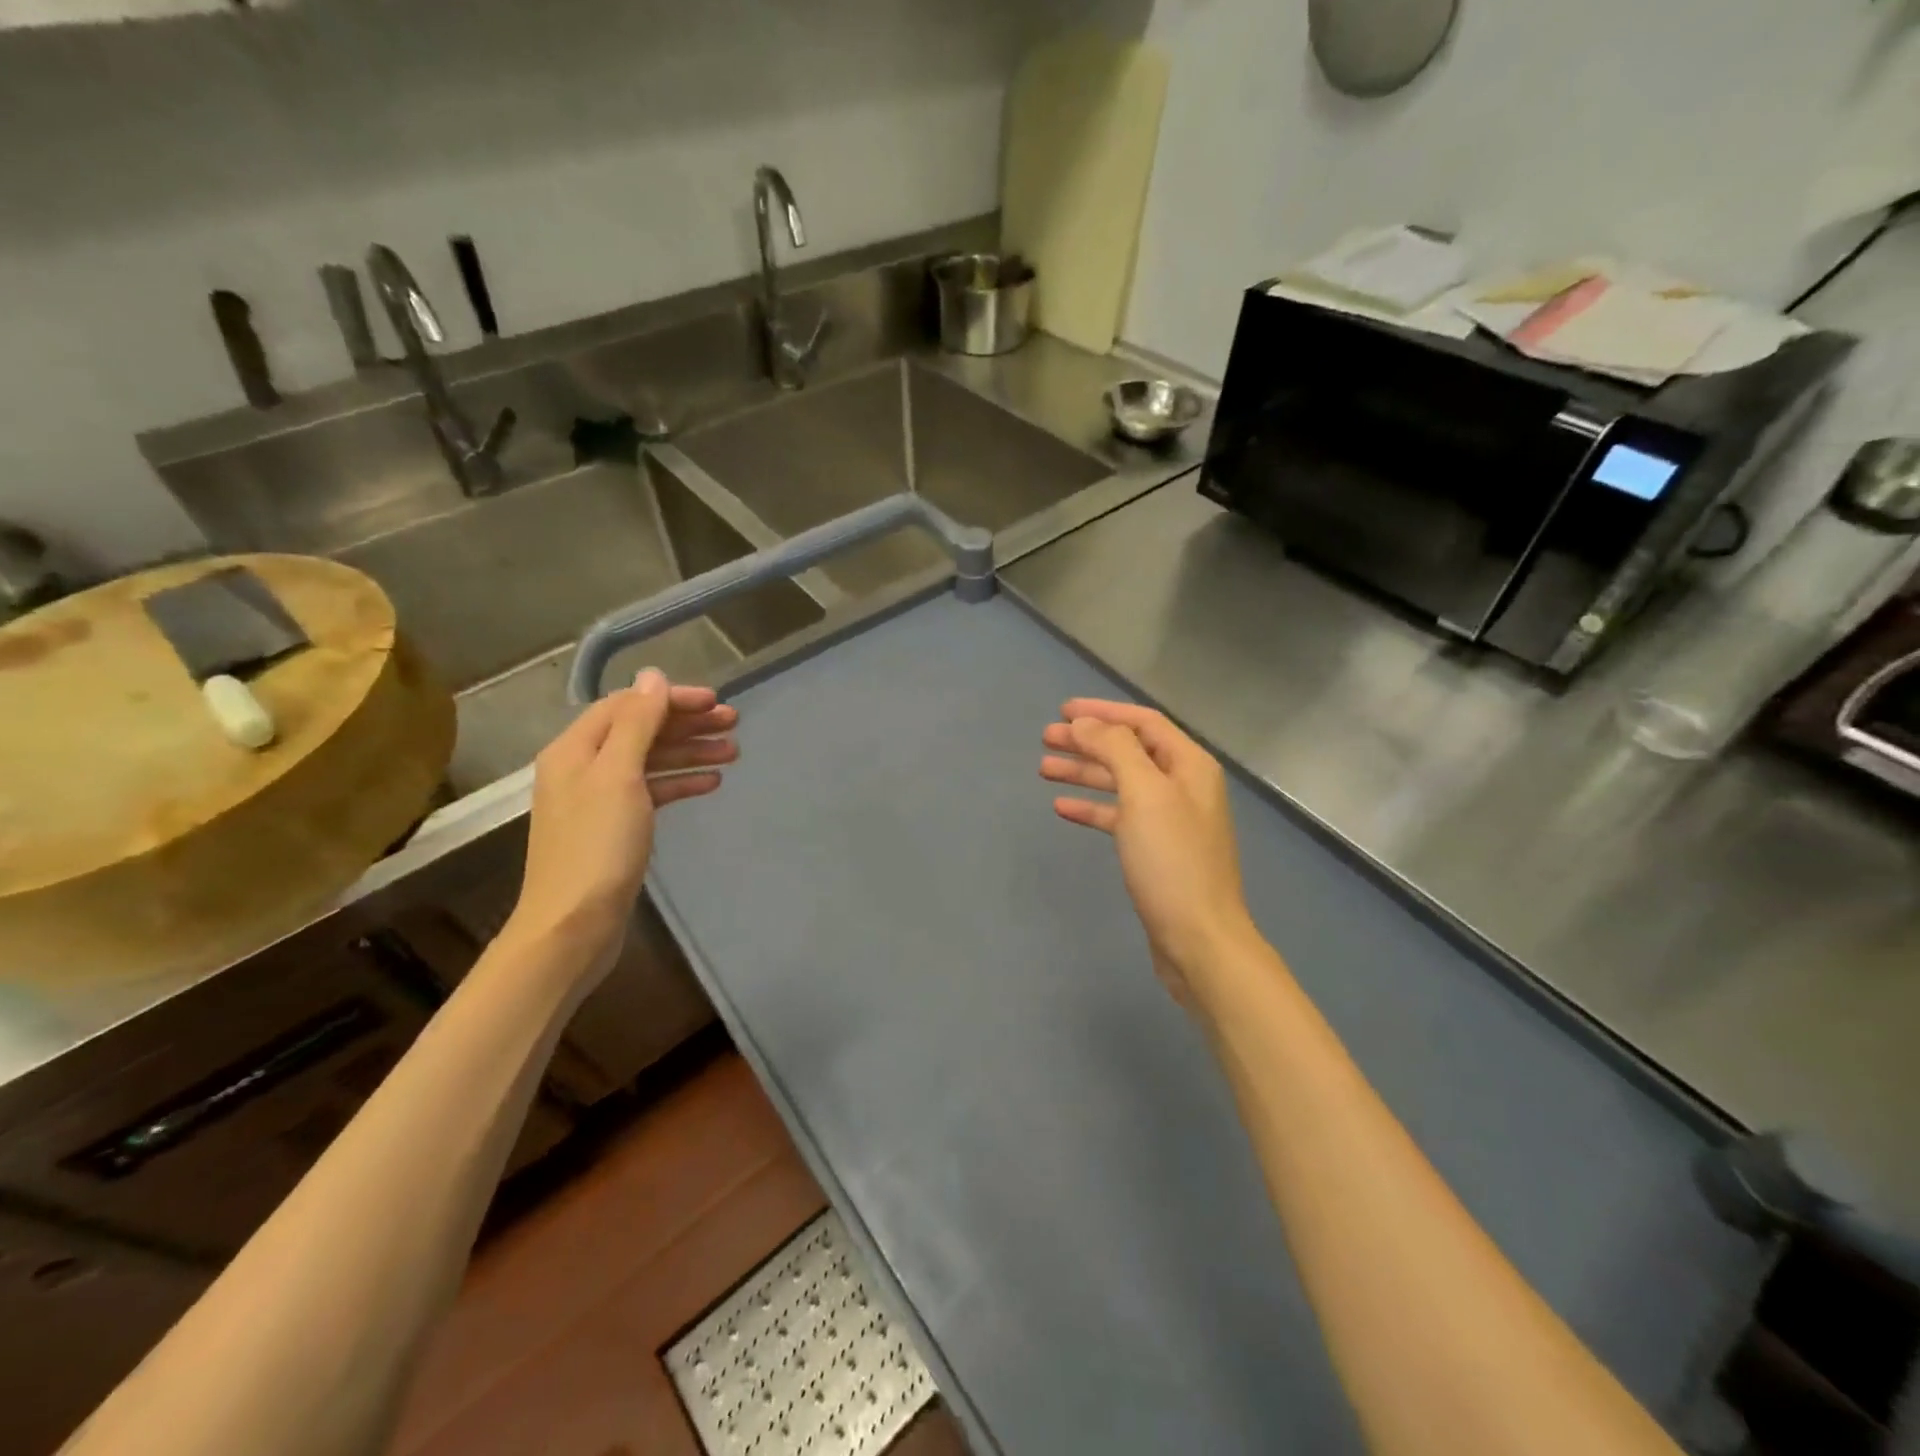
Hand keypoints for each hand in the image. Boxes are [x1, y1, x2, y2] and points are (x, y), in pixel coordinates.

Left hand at [509, 670, 736, 970]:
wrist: (574, 925)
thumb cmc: (597, 846)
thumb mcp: (619, 776)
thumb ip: (637, 724)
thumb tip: (652, 676)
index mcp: (575, 749)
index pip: (628, 705)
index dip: (671, 699)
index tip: (716, 703)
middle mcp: (583, 768)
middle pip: (641, 731)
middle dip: (687, 724)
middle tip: (734, 724)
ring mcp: (598, 800)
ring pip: (650, 761)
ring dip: (690, 753)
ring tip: (733, 753)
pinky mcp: (614, 828)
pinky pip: (652, 791)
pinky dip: (680, 783)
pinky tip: (711, 783)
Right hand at [1041, 700, 1256, 1004]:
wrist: (1199, 939)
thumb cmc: (1172, 861)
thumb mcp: (1144, 794)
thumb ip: (1115, 749)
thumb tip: (1087, 723)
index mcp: (1189, 765)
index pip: (1142, 722)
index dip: (1103, 712)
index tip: (1063, 711)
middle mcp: (1182, 786)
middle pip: (1129, 751)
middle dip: (1087, 741)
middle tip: (1045, 739)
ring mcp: (1170, 820)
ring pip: (1120, 783)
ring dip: (1084, 773)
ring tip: (1044, 769)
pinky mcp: (1156, 851)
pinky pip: (1119, 817)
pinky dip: (1092, 808)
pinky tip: (1063, 808)